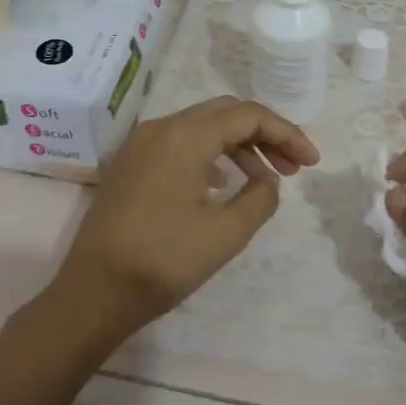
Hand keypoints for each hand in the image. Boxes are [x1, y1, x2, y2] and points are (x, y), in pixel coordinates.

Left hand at [45, 96, 319, 350]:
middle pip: (224, 113)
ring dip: (238, 146)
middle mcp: (161, 127)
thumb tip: (266, 181)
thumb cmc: (163, 261)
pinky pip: (179, 144)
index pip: (248, 116)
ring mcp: (140, 144)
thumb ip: (260, 198)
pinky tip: (222, 184)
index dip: (286, 134)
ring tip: (265, 180)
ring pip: (201, 127)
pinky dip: (210, 155)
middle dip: (264, 134)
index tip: (312, 163)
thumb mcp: (226, 234)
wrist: (93, 291)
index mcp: (185, 136)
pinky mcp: (130, 164)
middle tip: (293, 167)